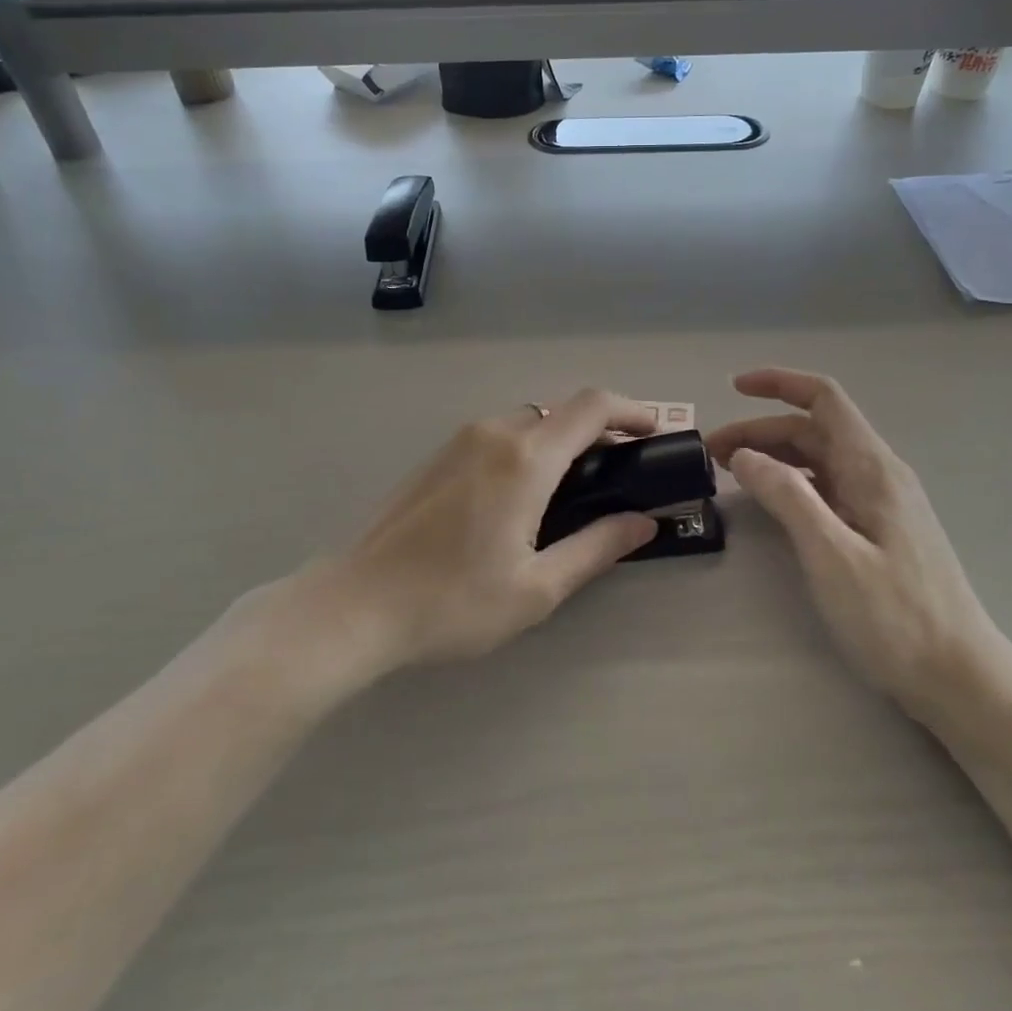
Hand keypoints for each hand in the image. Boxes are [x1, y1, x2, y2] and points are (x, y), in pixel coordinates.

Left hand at [334, 391, 659, 668]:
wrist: (357, 604)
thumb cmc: (453, 602)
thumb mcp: (537, 588)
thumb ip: (597, 547)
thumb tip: (643, 522)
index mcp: (526, 458)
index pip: (593, 406)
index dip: (632, 410)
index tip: (654, 432)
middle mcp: (495, 433)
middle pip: (561, 411)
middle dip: (598, 430)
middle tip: (618, 471)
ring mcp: (460, 440)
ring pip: (527, 421)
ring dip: (559, 440)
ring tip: (572, 488)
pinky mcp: (438, 455)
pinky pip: (497, 435)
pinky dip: (527, 447)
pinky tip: (520, 496)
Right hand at [705, 369, 1002, 712]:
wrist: (960, 678)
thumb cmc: (896, 617)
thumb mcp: (832, 555)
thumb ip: (788, 497)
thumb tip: (745, 456)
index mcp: (871, 467)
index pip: (824, 399)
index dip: (779, 383)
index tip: (734, 387)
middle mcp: (878, 473)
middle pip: (813, 430)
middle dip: (761, 430)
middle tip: (712, 453)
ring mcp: (880, 502)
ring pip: (819, 459)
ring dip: (774, 456)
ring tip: (730, 472)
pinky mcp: (879, 529)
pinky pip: (828, 488)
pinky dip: (792, 483)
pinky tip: (771, 502)